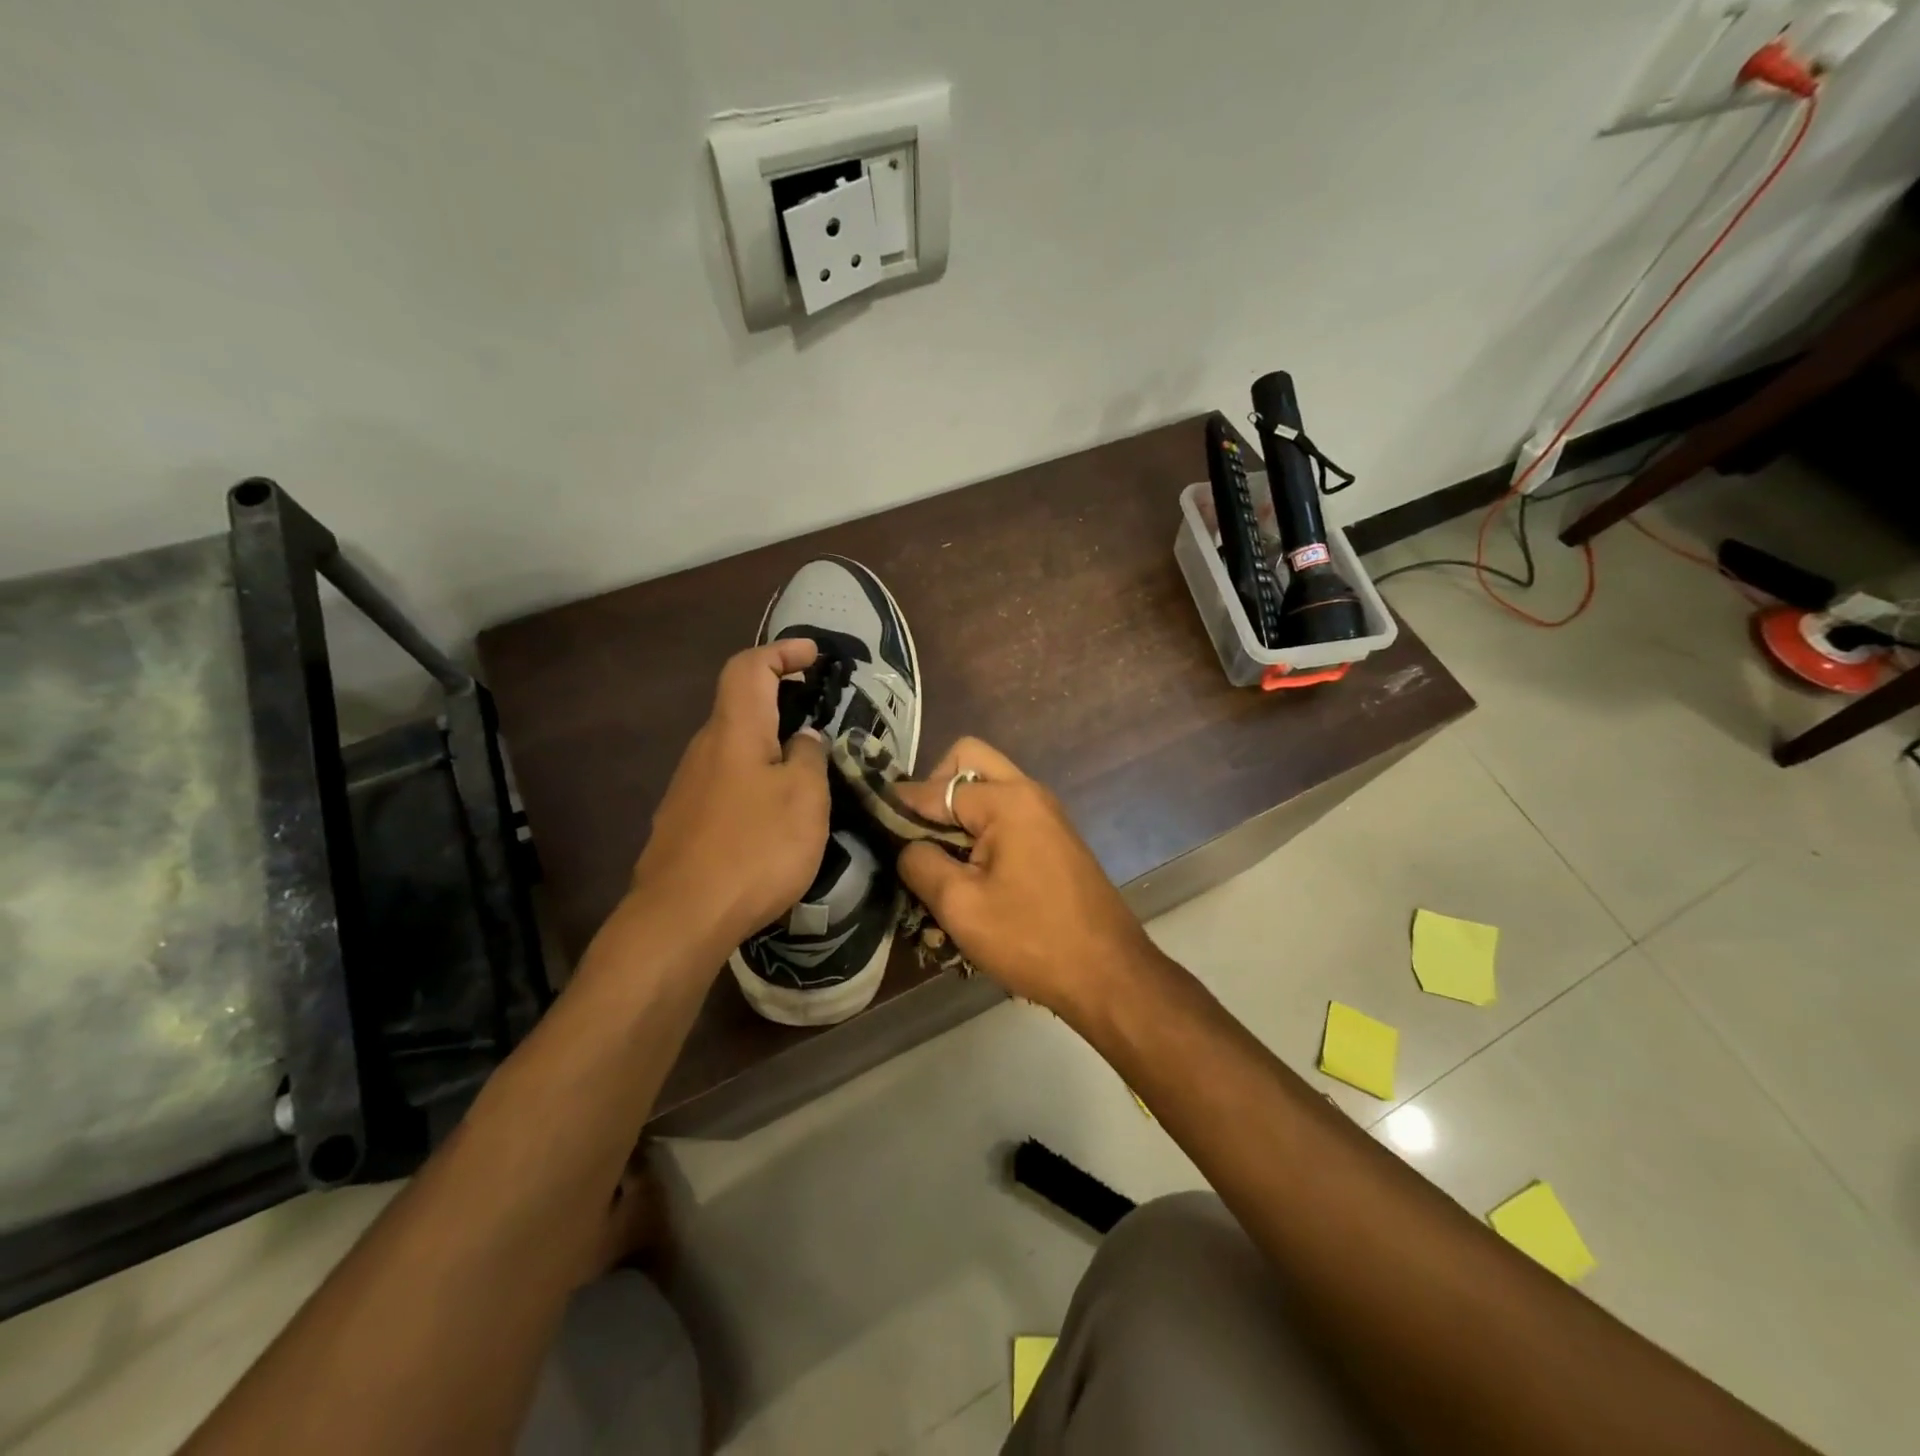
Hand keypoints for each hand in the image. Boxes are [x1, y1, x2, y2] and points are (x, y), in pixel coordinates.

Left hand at [630, 640, 830, 952]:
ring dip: (770, 746)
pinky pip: (727, 784)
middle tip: (821, 717)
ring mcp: (688, 788)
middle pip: (740, 707)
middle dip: (781, 700)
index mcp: (734, 731)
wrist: (681, 918)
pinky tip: (775, 817)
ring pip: (734, 749)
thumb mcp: (805, 799)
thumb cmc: (754, 848)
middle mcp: (704, 750)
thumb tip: (805, 738)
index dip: (782, 652)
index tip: (814, 655)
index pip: (750, 668)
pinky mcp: (684, 823)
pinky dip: (756, 780)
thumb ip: (810, 758)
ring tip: (808, 773)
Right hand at [890, 738, 1160, 1019]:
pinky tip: (970, 876)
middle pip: (969, 761)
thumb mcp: (960, 906)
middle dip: (935, 791)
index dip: (900, 806)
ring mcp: (1047, 815)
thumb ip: (921, 863)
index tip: (875, 827)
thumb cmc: (1031, 939)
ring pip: (989, 789)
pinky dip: (982, 831)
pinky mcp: (1055, 840)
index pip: (936, 787)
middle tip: (917, 835)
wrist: (1108, 974)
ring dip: (958, 813)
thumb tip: (906, 844)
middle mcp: (1030, 793)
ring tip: (938, 860)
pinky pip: (1008, 815)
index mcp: (1007, 800)